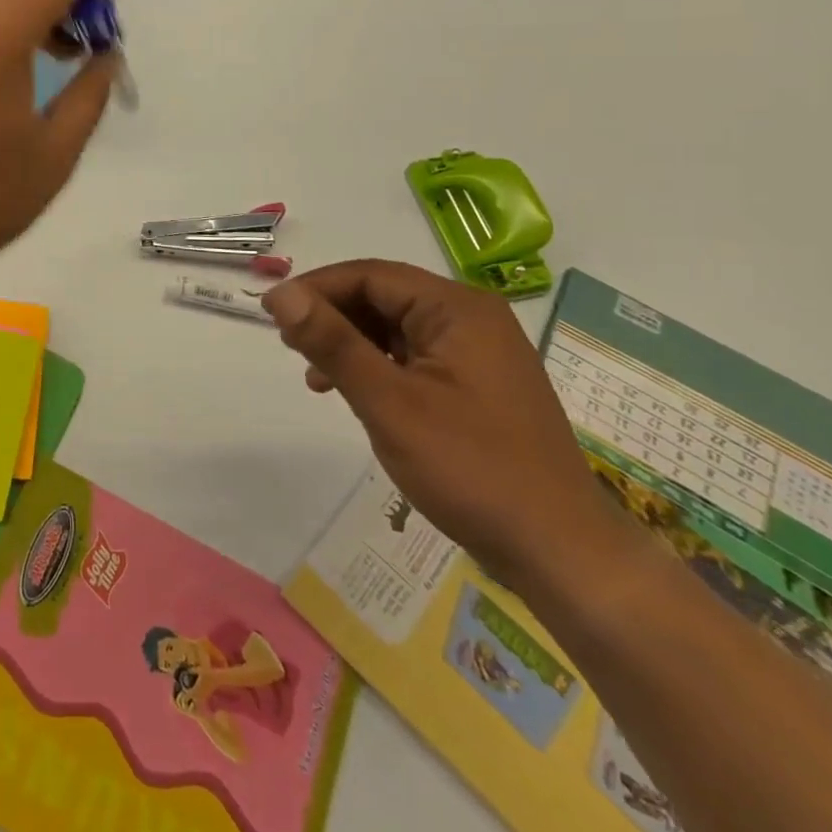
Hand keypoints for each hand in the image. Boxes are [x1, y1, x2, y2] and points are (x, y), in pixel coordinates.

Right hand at [262, 260, 625, 589]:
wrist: (561, 555)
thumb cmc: (471, 469)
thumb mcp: (389, 402)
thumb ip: (332, 342)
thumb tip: (280, 294)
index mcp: (457, 309)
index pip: (369, 275)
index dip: (315, 288)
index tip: (271, 313)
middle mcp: (471, 319)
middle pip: (383, 297)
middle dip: (331, 317)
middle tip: (289, 346)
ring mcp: (478, 354)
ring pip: (395, 328)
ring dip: (349, 343)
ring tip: (314, 374)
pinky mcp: (476, 386)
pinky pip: (413, 357)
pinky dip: (376, 367)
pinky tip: (353, 393)